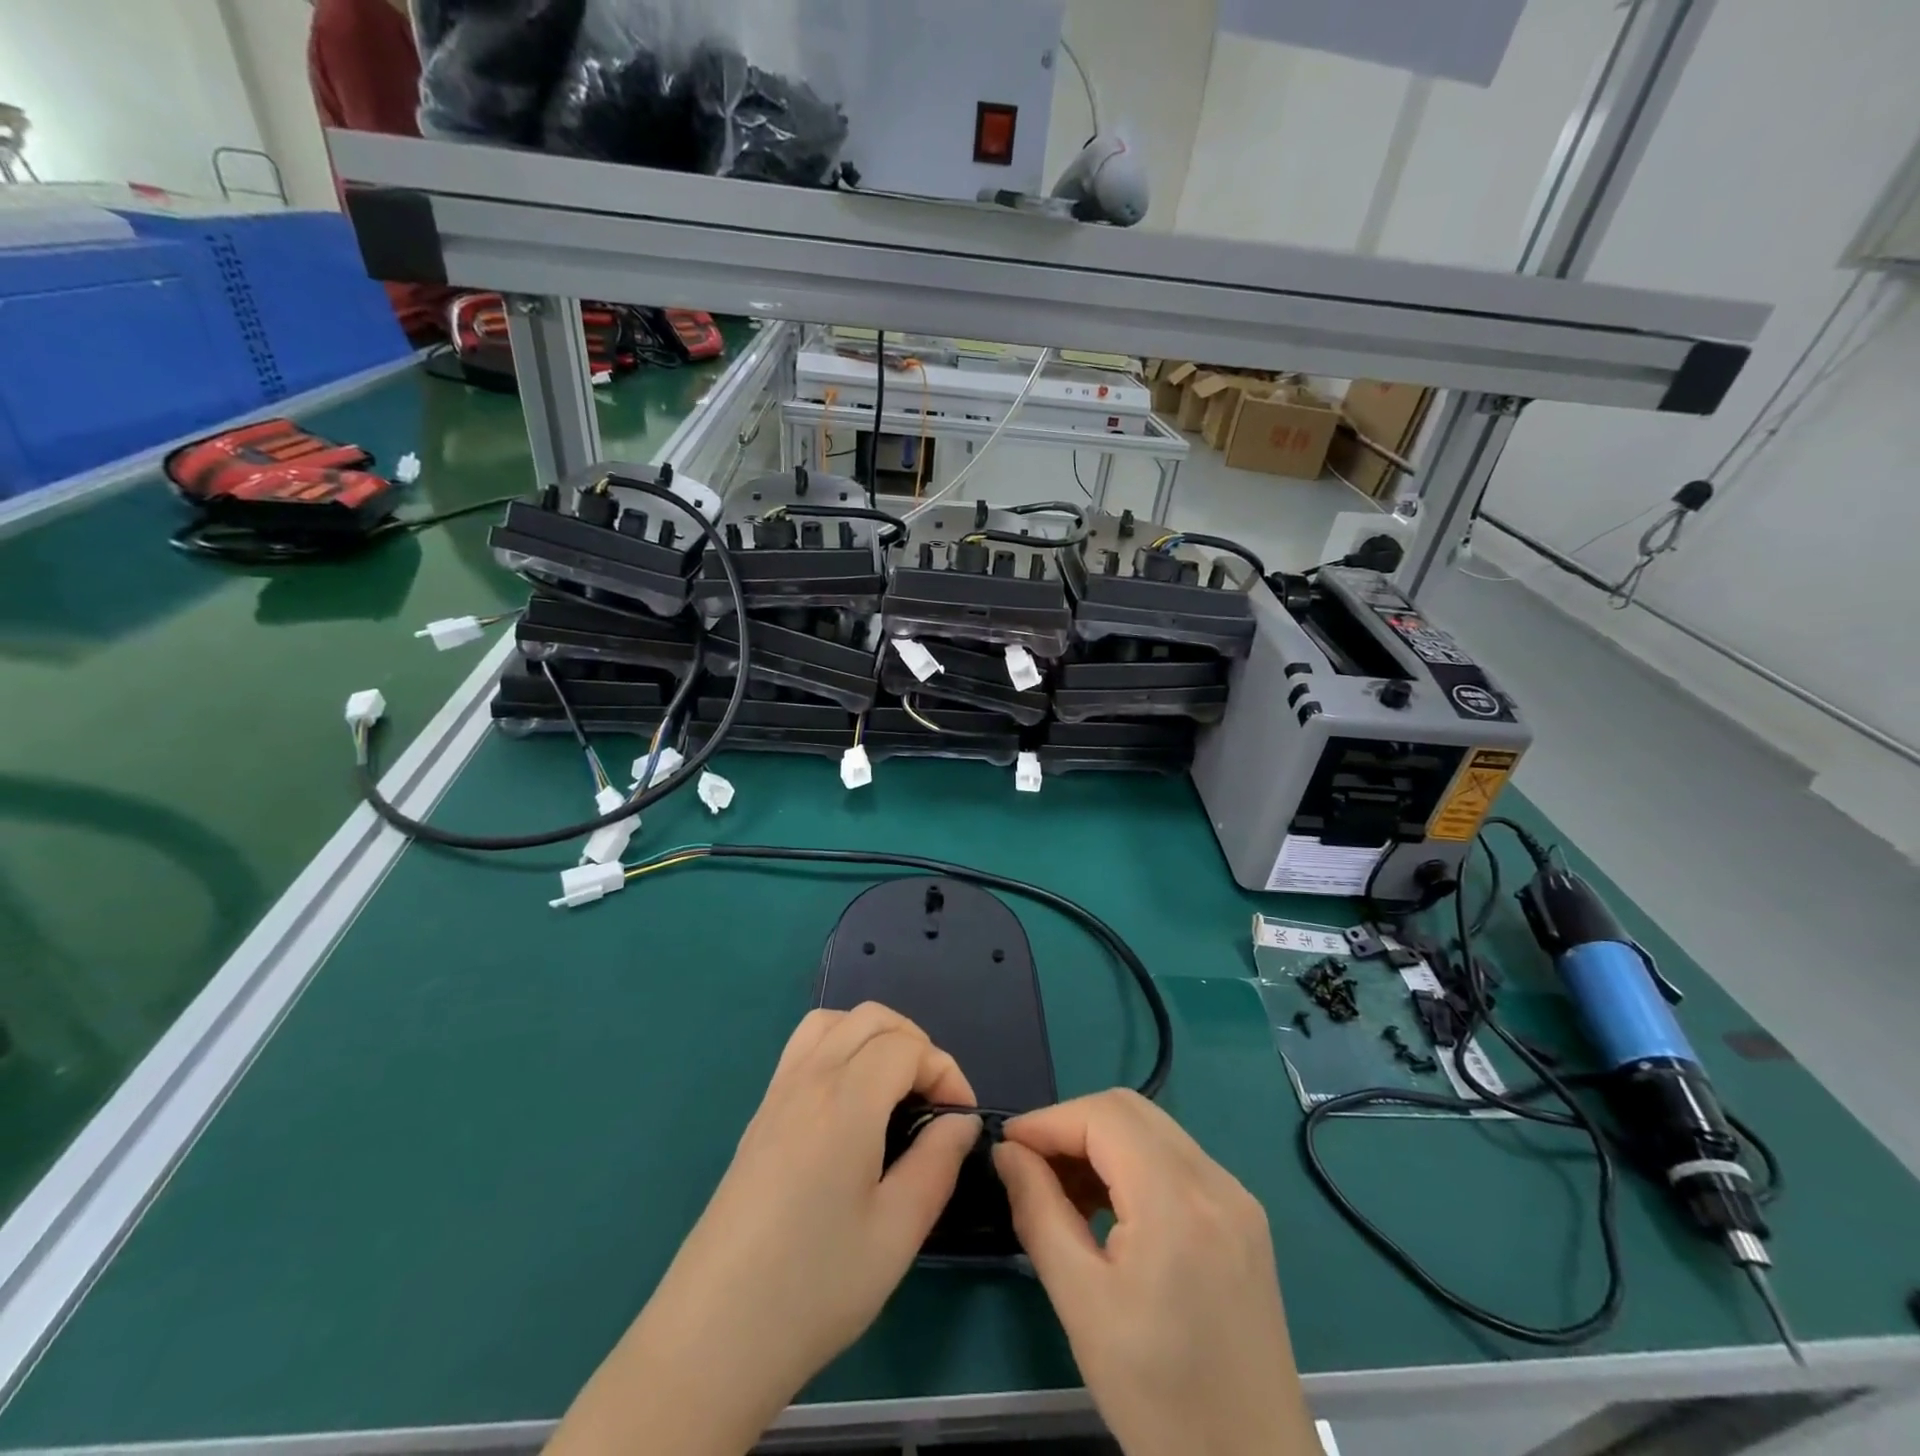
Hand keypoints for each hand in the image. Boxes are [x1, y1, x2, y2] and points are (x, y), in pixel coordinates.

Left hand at [547, 1004, 979, 1455]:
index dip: (945, 1072)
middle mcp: (809, 1079)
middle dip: (916, 1044)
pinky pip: (804, 1045)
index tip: (959, 1121)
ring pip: (833, 1021)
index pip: (907, 1047)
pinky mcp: (760, 1114)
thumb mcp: (896, 1233)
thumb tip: (960, 1122)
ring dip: (874, 1035)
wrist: (713, 1335)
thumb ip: (937, 1163)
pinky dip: (839, 1045)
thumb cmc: (814, 1286)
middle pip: (872, 1018)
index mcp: (845, 1102)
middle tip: (933, 1100)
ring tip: (895, 1087)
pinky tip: (850, 1099)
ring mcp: (778, 1092)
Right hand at [994, 1090, 1317, 1455]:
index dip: (1048, 1121)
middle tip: (1031, 1167)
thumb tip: (1007, 1152)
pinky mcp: (1244, 1217)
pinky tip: (1109, 1208)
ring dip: (1101, 1142)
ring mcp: (1237, 1196)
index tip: (1006, 1147)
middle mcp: (1216, 1180)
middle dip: (1072, 1125)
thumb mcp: (1082, 1305)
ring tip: (1063, 1191)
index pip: (1103, 1116)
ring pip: (1153, 1129)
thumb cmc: (1159, 1401)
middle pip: (1130, 1110)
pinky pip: (1176, 1160)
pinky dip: (1133, 1164)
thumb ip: (1038, 1212)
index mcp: (1179, 1202)